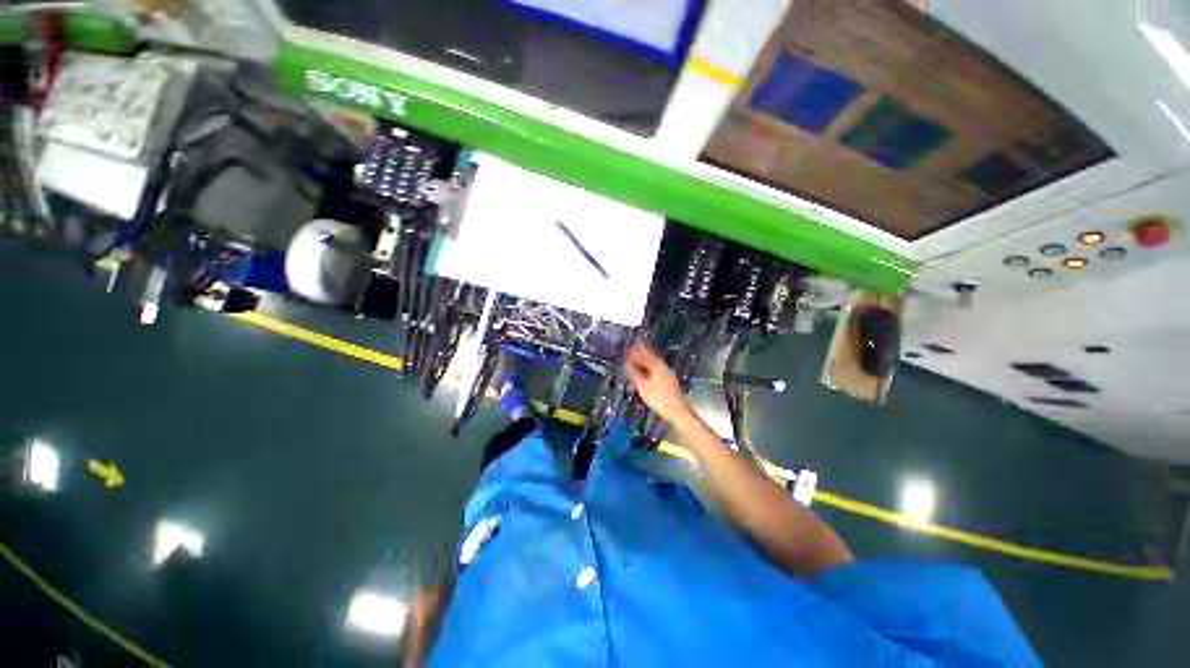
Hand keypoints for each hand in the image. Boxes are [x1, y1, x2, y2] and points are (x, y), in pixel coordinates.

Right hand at [625, 342, 692, 424]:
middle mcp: (664, 368)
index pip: (646, 354)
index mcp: (657, 366)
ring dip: (646, 362)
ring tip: (637, 362)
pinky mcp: (669, 383)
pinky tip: (646, 374)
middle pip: (652, 358)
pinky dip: (649, 369)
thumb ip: (634, 373)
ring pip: (655, 364)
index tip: (630, 346)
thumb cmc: (658, 398)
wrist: (677, 411)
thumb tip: (626, 364)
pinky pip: (657, 371)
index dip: (637, 350)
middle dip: (642, 354)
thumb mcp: (642, 386)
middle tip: (632, 351)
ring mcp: (668, 375)